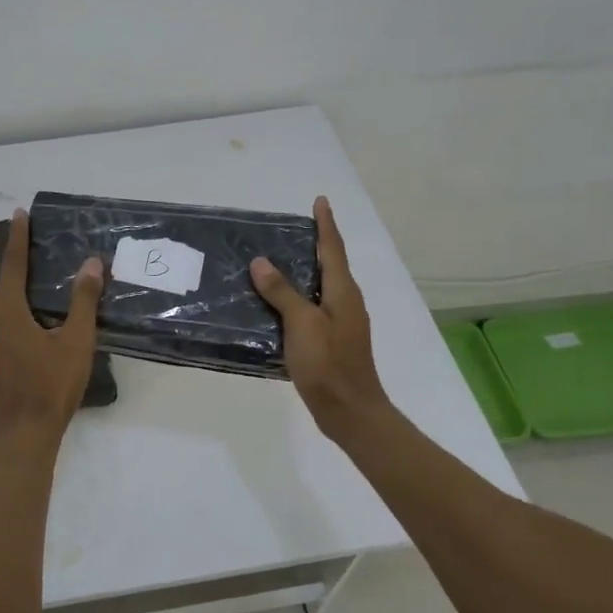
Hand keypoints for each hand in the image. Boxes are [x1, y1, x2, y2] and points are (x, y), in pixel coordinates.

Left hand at [0, 209, 104, 443]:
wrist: (20, 440)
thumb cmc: (52, 387)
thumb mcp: (77, 342)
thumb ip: (83, 300)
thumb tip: (91, 263)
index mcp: (6, 310)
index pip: (13, 264)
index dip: (18, 237)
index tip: (18, 213)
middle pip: (4, 302)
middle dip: (22, 306)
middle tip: (45, 327)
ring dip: (8, 333)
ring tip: (31, 358)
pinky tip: (12, 373)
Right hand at [251, 196, 392, 443]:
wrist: (350, 412)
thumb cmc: (328, 364)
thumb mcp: (302, 324)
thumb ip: (282, 292)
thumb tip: (261, 262)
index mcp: (343, 292)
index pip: (333, 249)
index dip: (325, 224)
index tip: (319, 201)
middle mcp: (346, 302)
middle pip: (330, 265)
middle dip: (314, 244)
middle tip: (289, 228)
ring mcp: (341, 323)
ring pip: (320, 287)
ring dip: (303, 271)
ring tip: (276, 261)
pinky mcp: (331, 341)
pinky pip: (312, 308)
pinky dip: (296, 297)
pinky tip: (275, 304)